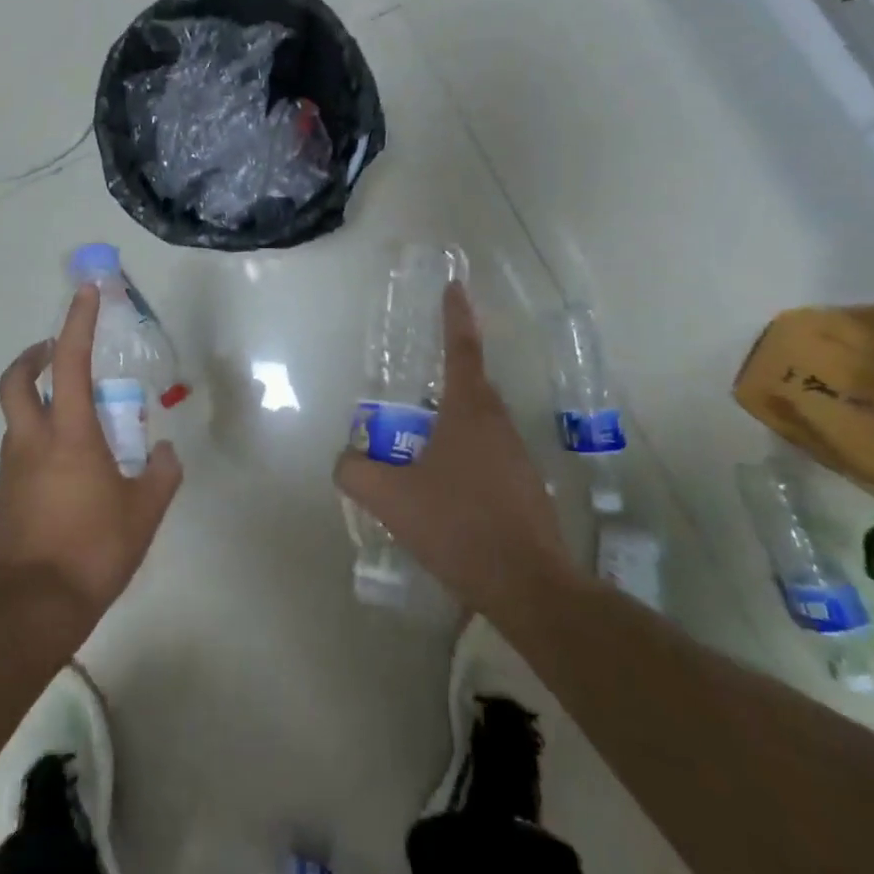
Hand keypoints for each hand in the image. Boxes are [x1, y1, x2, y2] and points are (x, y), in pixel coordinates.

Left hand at [0, 285, 182, 642]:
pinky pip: (19, 455)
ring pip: (17, 420)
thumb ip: (160, 474)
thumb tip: (164, 452)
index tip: (86, 292)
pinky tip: (67, 474)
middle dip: (32, 357)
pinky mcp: (2, 499)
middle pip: (16, 382)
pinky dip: (38, 444)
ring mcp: (10, 471)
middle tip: (53, 351)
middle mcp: (31, 442)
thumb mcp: (144, 512)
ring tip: (77, 424)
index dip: (78, 322)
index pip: (71, 363)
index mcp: (68, 435)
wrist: (32, 612)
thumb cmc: (93, 552)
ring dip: (38, 404)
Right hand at [334, 283, 577, 622]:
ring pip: (479, 423)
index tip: (454, 287)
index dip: (455, 315)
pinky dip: (464, 457)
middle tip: (412, 388)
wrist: (529, 587)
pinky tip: (444, 491)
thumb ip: (356, 471)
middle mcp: (497, 423)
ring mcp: (517, 456)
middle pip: (470, 385)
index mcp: (469, 410)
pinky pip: (488, 455)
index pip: (462, 347)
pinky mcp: (525, 487)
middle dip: (444, 378)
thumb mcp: (390, 498)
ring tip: (418, 448)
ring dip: (451, 423)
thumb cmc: (458, 525)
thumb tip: (344, 460)